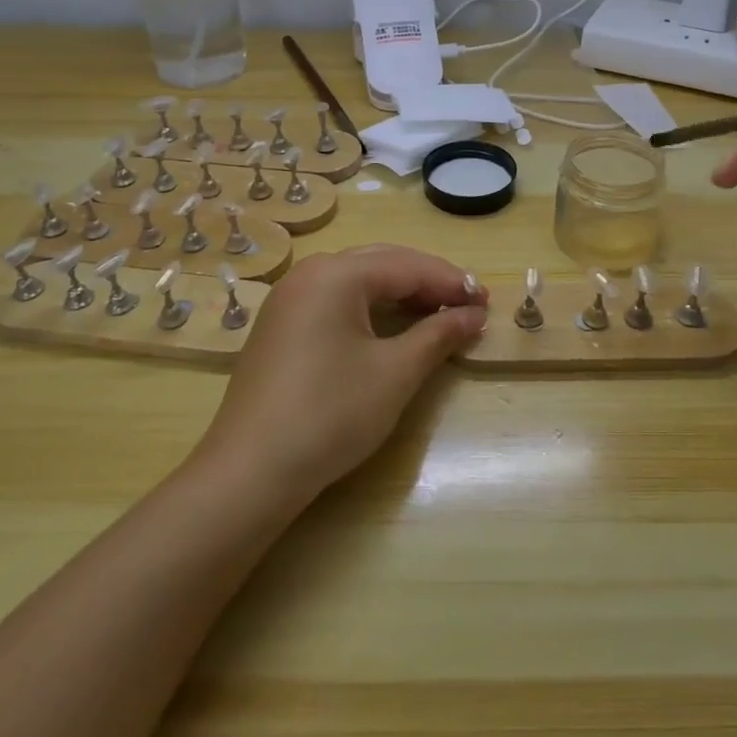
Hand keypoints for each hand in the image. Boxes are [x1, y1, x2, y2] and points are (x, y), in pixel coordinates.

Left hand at [196, 245, 486, 503]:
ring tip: (438, 314)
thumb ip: (438, 335)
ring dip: (400, 294)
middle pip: (381, 264)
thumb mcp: (395, 373)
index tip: (486, 302)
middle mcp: (309, 273)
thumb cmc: (330, 414)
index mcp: (336, 274)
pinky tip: (392, 328)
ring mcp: (289, 298)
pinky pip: (336, 300)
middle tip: (467, 305)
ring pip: (358, 281)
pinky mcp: (280, 325)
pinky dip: (371, 308)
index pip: (407, 266)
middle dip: (427, 282)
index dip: (451, 282)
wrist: (250, 471)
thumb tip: (474, 315)